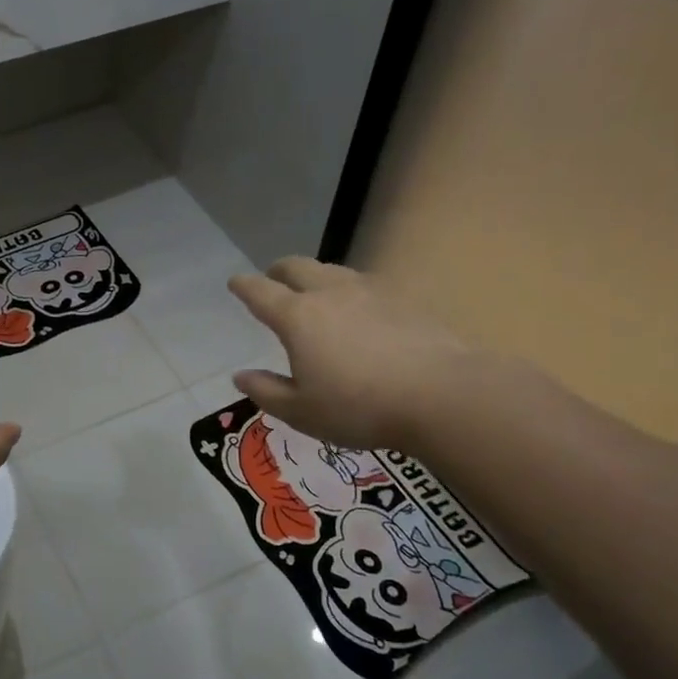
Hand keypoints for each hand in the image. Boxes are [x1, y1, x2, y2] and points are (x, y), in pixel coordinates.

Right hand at [227, 259, 478, 451]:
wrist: (443, 395)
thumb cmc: (359, 407)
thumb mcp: (301, 411)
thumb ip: (266, 391)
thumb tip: (241, 376)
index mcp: (297, 317)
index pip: (260, 292)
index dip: (244, 286)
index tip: (234, 283)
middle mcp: (330, 293)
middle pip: (297, 267)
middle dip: (279, 271)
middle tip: (273, 280)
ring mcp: (371, 291)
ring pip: (334, 271)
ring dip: (316, 277)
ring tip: (316, 294)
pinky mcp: (405, 299)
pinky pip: (366, 285)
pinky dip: (351, 291)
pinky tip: (360, 311)